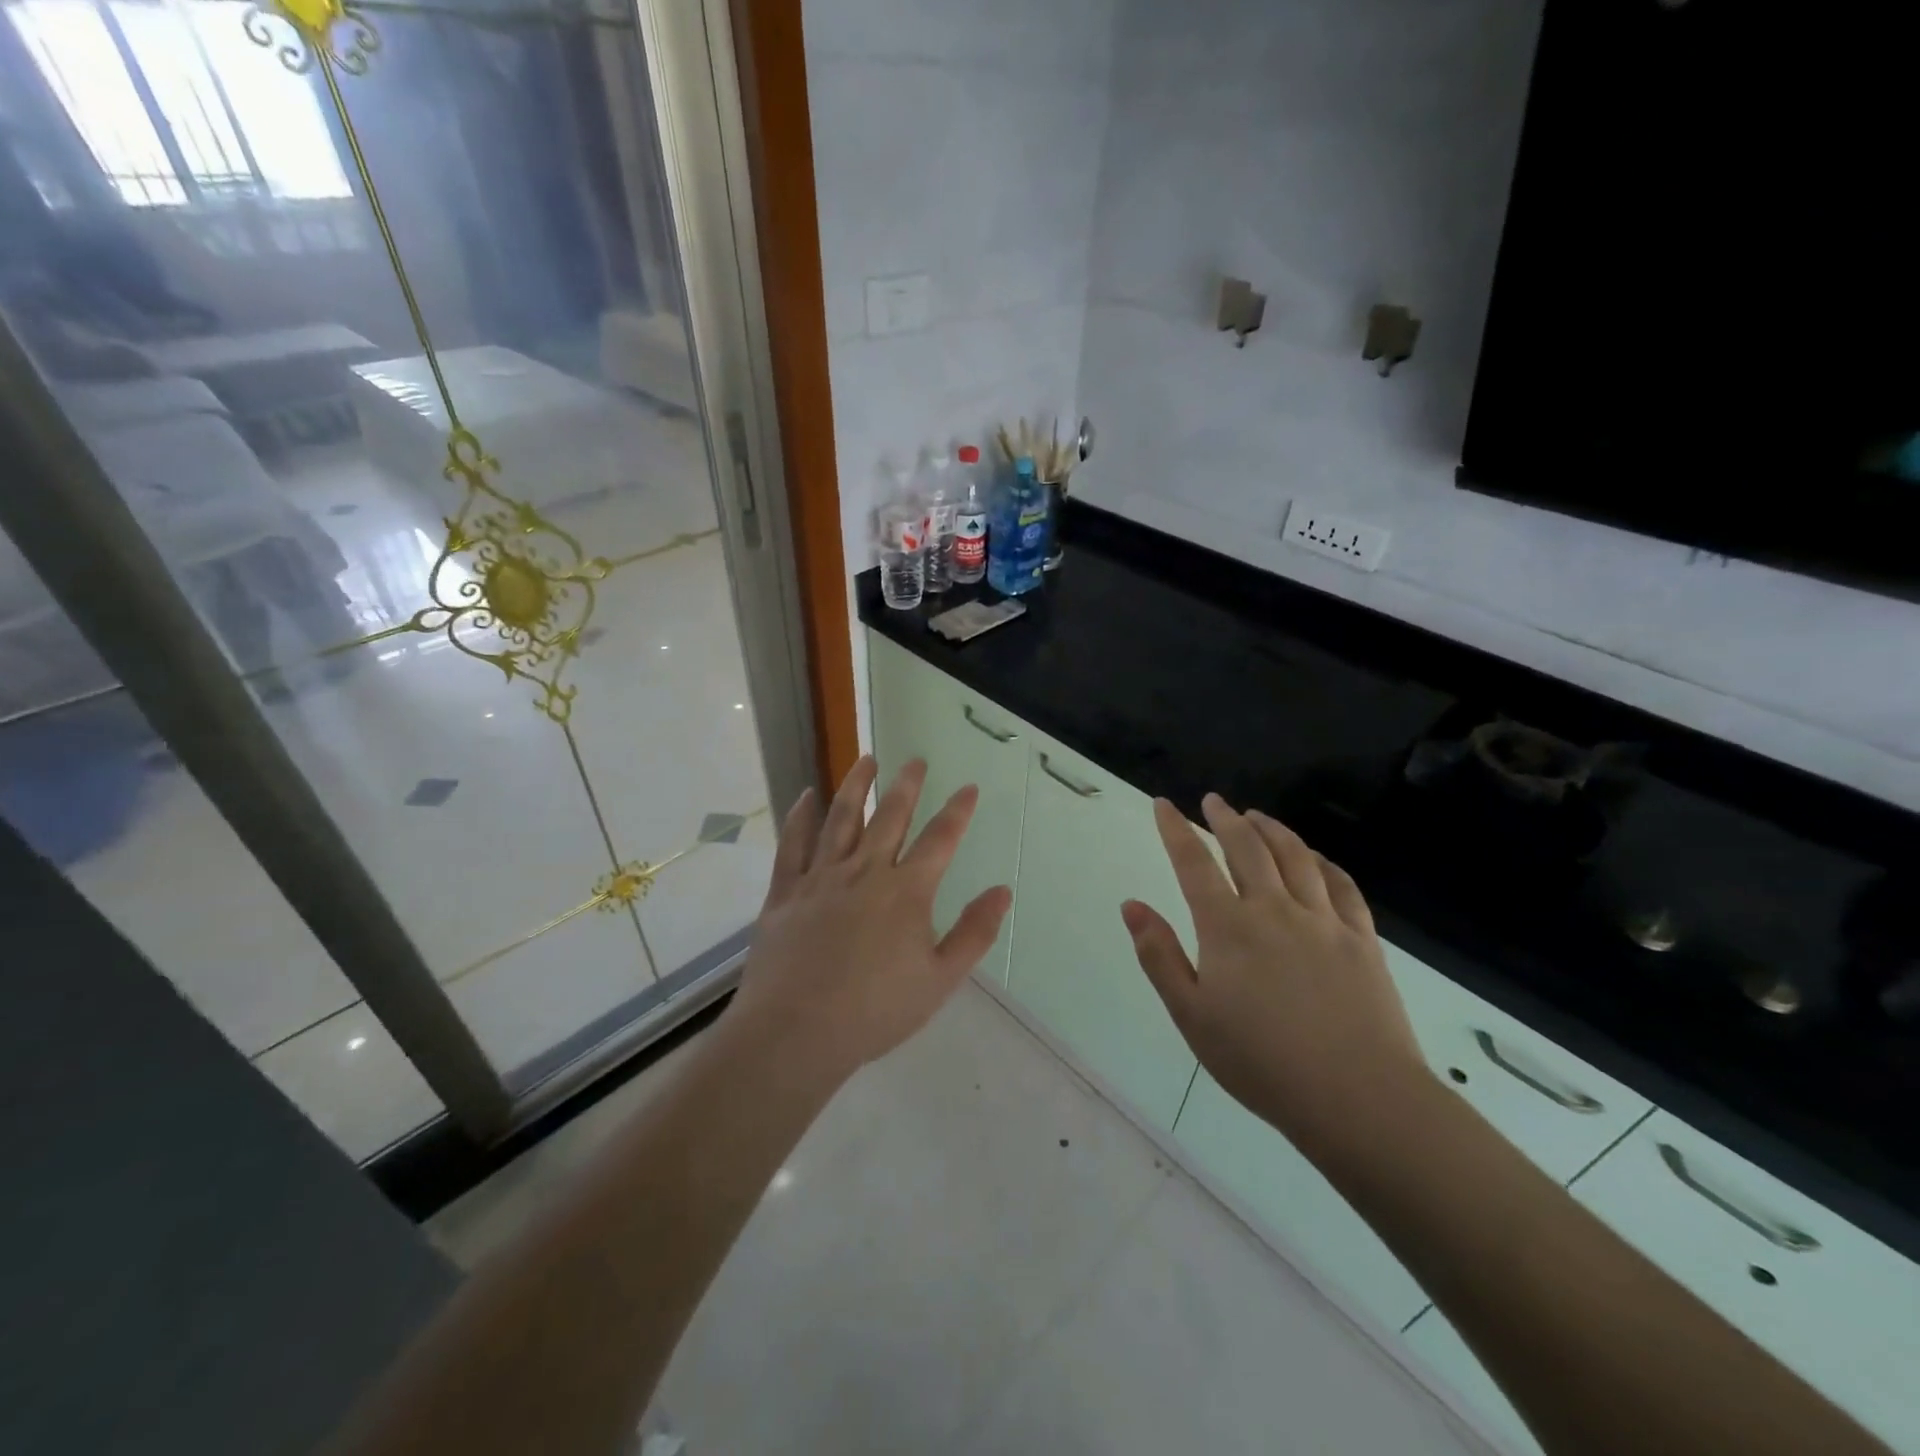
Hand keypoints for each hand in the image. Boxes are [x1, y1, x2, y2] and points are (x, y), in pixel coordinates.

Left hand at [730, 756, 1012, 1086]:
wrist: (796, 1032)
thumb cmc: (875, 1011)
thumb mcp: (940, 979)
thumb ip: (973, 933)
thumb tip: (1002, 891)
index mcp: (906, 892)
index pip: (940, 840)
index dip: (958, 811)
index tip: (969, 787)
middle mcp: (865, 872)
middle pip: (890, 817)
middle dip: (907, 786)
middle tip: (916, 760)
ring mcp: (821, 878)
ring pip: (840, 819)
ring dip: (855, 786)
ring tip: (866, 759)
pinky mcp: (786, 891)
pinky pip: (793, 844)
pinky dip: (800, 817)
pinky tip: (807, 796)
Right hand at [1122, 794, 1430, 1159]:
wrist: (1358, 1097)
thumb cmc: (1261, 1061)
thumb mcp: (1191, 1015)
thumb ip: (1159, 955)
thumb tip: (1132, 905)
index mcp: (1228, 927)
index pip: (1194, 863)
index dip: (1175, 829)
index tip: (1164, 804)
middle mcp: (1273, 909)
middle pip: (1246, 847)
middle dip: (1225, 819)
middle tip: (1214, 801)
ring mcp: (1322, 920)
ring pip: (1295, 856)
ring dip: (1272, 829)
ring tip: (1257, 816)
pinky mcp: (1361, 939)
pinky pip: (1342, 885)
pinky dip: (1323, 862)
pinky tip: (1315, 857)